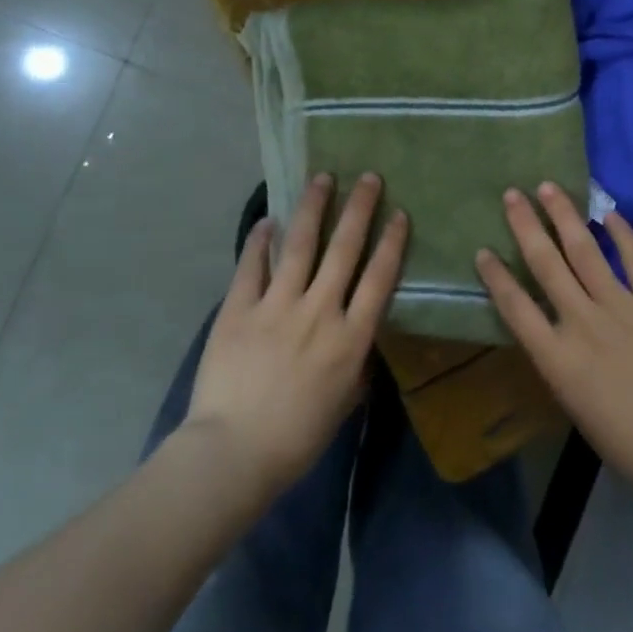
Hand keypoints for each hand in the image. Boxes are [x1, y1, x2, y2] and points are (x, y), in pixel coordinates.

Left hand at [182, 173, 406, 498]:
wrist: (233, 454)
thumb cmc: (297, 437)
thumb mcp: (344, 401)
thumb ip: (356, 362)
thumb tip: (360, 337)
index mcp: (350, 337)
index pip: (379, 277)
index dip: (391, 241)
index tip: (399, 213)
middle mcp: (320, 311)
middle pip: (344, 248)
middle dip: (360, 208)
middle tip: (369, 177)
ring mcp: (277, 306)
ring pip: (300, 245)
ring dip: (313, 208)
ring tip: (322, 178)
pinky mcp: (239, 309)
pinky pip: (252, 265)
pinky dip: (261, 240)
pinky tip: (268, 219)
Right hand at [476, 184, 632, 496]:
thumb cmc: (626, 441)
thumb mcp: (575, 404)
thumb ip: (561, 360)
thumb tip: (555, 329)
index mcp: (557, 357)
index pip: (515, 306)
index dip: (496, 276)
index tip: (483, 250)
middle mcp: (582, 322)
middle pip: (546, 264)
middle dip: (525, 226)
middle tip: (511, 195)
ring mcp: (621, 306)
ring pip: (585, 250)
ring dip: (564, 215)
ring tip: (548, 187)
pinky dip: (621, 232)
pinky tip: (607, 211)